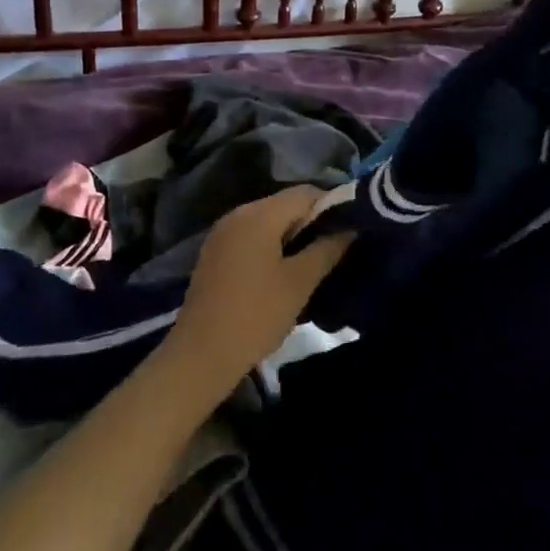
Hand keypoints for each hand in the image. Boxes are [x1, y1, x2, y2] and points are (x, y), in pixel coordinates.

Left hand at [162, 185, 347, 397]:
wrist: (199, 357)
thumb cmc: (255, 316)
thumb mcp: (299, 283)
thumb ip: (327, 249)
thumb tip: (350, 227)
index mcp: (259, 214)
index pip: (306, 193)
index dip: (332, 206)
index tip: (350, 230)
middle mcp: (238, 214)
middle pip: (286, 204)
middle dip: (313, 222)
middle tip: (335, 250)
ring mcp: (223, 233)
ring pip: (270, 221)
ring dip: (293, 236)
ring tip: (314, 263)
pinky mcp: (216, 253)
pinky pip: (253, 236)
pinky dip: (272, 246)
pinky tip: (284, 273)